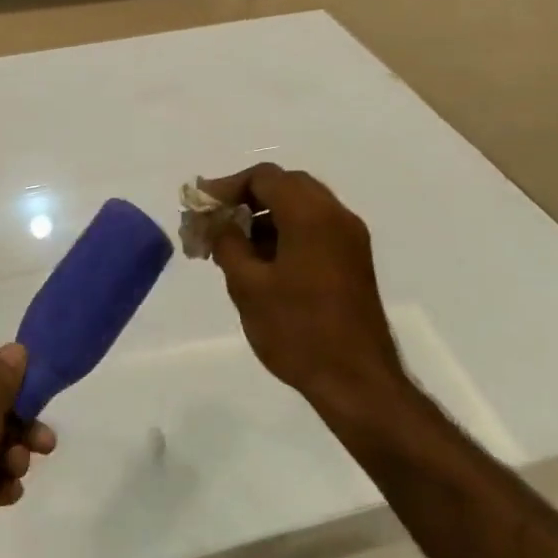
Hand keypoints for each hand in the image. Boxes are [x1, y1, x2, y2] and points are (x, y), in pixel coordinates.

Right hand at [200, 164, 402, 406]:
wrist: (356, 380)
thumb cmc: (297, 331)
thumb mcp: (248, 286)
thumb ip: (227, 243)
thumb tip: (217, 221)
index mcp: (311, 216)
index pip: (264, 177)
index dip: (227, 186)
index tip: (201, 208)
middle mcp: (336, 216)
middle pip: (286, 185)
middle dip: (246, 198)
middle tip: (216, 222)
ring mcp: (350, 238)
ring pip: (301, 207)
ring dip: (265, 216)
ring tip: (232, 246)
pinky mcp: (353, 260)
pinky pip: (315, 228)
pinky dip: (285, 232)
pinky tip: (261, 262)